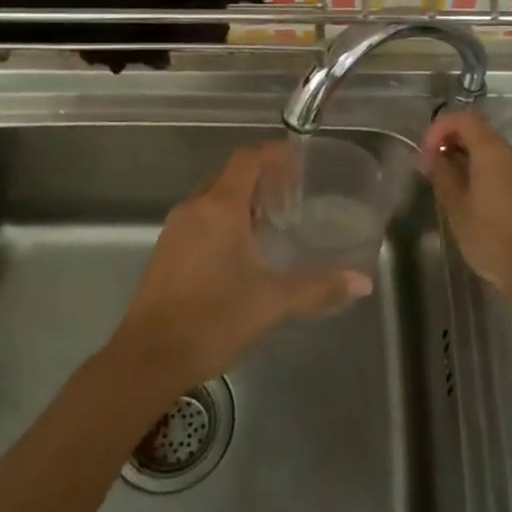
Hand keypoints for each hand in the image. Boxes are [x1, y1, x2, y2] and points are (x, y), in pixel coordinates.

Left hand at [109, 143, 373, 394]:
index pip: (247, 159)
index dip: (274, 153)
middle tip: (293, 192)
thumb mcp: (272, 302)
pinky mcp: (166, 250)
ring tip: (272, 219)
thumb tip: (363, 282)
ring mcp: (175, 228)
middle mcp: (194, 208)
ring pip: (212, 197)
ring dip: (241, 199)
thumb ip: (318, 288)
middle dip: (260, 177)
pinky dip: (223, 219)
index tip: (300, 160)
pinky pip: (199, 218)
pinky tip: (241, 249)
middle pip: (229, 174)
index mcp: (219, 208)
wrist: (149, 358)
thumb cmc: (213, 320)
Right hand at [422, 109, 511, 299]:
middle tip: (430, 170)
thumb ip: (443, 174)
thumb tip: (433, 157)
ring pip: (489, 152)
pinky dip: (481, 173)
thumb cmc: (492, 237)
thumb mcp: (457, 206)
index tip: (426, 154)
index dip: (439, 128)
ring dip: (464, 159)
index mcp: (493, 151)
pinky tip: (470, 200)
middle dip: (450, 143)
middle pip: (477, 132)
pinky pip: (501, 169)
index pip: (463, 118)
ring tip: (446, 186)